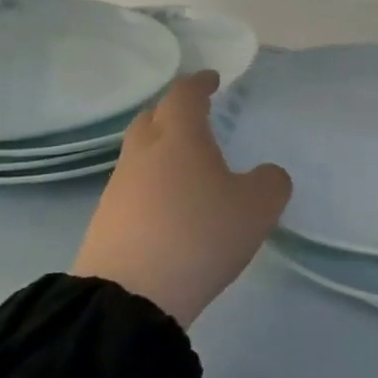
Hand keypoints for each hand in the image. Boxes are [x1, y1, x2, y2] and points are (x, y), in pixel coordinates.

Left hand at [73, 72, 291, 326]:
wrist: (130, 298)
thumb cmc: (200, 235)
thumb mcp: (259, 207)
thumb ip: (271, 181)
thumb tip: (264, 175)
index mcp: (180, 138)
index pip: (185, 95)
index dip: (200, 83)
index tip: (213, 79)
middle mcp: (144, 154)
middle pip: (152, 118)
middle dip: (173, 111)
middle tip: (197, 117)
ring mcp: (119, 188)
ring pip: (140, 154)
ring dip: (162, 151)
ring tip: (190, 165)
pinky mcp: (106, 222)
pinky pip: (134, 187)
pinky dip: (154, 183)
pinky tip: (172, 204)